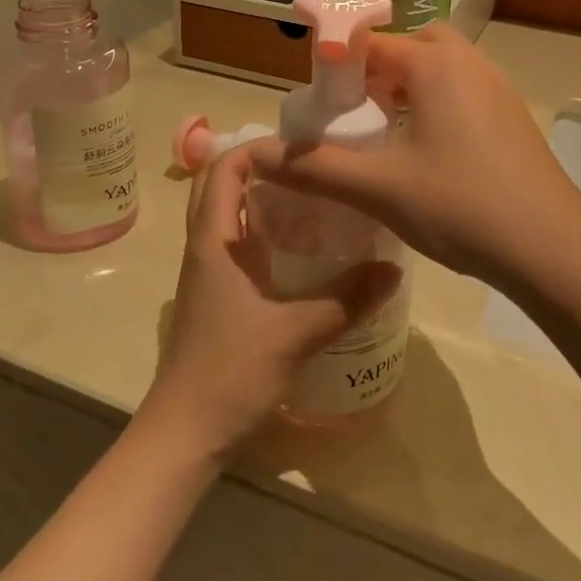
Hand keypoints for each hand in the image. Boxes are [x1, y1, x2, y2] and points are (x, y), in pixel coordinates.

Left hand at [140, 145, 402, 461]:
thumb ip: (347, 299)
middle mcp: (205, 246)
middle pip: (220, 185)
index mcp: (213, 240)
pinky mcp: (216, 295)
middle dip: (260, 168)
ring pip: (228, 216)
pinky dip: (264, 233)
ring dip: (262, 200)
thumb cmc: (230, 371)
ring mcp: (207, 272)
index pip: (222, 168)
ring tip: (314, 198)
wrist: (186, 431)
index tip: (303, 151)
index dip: (257, 148)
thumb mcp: (297, 333)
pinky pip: (237, 246)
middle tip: (311, 170)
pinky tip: (303, 250)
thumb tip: (394, 269)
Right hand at [250, 25, 580, 287]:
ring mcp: (498, 90)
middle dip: (380, 67)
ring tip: (387, 133)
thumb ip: (315, 168)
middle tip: (358, 111)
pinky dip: (438, 105)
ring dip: (411, 86)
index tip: (318, 103)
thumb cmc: (461, 208)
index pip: (370, 41)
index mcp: (434, 66)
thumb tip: (259, 155)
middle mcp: (469, 64)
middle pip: (414, 45)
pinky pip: (466, 92)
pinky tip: (429, 155)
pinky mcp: (513, 119)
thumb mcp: (379, 189)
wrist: (553, 249)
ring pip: (443, 68)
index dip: (337, 66)